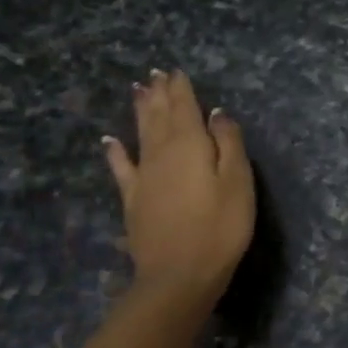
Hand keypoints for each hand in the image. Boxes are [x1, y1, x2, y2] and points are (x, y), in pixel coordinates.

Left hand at [103, 70, 254, 302]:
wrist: (179, 275)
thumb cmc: (220, 228)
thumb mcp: (238, 182)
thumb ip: (229, 144)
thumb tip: (217, 113)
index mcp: (190, 145)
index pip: (185, 108)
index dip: (181, 89)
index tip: (176, 71)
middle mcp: (162, 153)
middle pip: (160, 116)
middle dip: (159, 94)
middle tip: (155, 74)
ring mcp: (144, 176)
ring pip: (141, 134)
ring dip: (140, 112)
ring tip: (138, 90)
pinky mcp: (133, 199)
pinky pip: (121, 168)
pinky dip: (115, 152)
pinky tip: (109, 141)